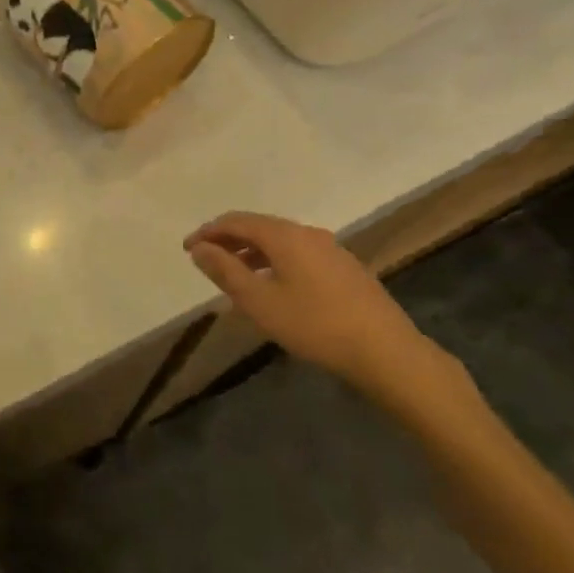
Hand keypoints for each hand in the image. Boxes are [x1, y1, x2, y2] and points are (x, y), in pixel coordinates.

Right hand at [184, 212, 450, 407]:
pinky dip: (275, 262)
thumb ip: (225, 271)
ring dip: (252, 252)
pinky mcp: (346, 268)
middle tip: (207, 259)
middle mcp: (307, 233)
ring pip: (280, 241)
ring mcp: (331, 249)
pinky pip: (298, 254)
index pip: (236, 221)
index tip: (187, 249)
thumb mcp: (259, 301)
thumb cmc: (314, 325)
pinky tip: (274, 287)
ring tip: (235, 275)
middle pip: (259, 227)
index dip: (208, 232)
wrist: (386, 351)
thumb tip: (199, 248)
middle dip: (229, 240)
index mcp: (284, 235)